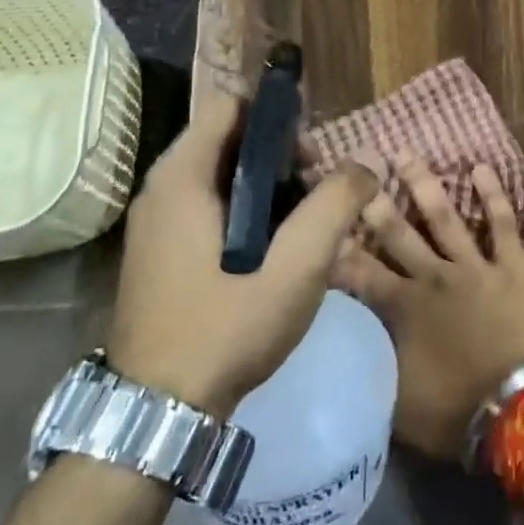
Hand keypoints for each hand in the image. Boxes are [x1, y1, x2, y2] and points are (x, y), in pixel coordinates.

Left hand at [109, 91, 378, 416]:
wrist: (156, 417)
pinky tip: (273, 252)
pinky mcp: (159, 255)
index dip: (275, 114)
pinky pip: (208, 208)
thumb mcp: (297, 265)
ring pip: (221, 177)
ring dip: (266, 187)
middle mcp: (161, 191)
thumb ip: (336, 204)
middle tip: (316, 191)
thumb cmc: (226, 327)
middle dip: (279, 155)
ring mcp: (155, 226)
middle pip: (227, 140)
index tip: (310, 151)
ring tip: (303, 225)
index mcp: (182, 178)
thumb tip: (368, 161)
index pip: (229, 106)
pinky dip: (245, 212)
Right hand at [331, 149, 523, 460]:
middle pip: (396, 231)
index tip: (319, 219)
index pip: (358, 269)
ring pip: (443, 215)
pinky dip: (492, 195)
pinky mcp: (509, 267)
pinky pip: (501, 223)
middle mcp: (432, 276)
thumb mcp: (395, 397)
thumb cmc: (452, 412)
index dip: (336, 245)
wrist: (516, 410)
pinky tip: (481, 167)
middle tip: (356, 168)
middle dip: (373, 199)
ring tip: (405, 153)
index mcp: (401, 307)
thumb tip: (350, 341)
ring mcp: (472, 266)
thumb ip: (371, 360)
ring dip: (423, 183)